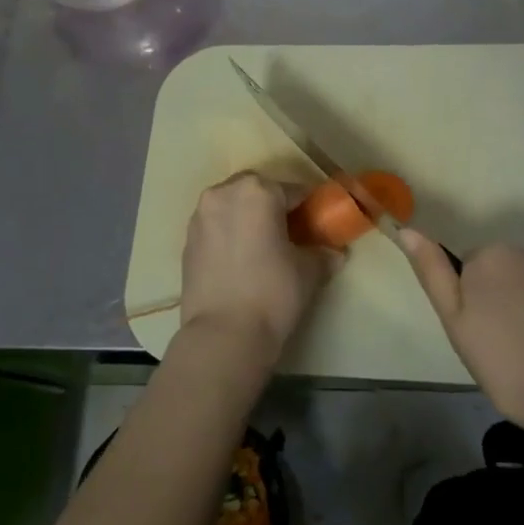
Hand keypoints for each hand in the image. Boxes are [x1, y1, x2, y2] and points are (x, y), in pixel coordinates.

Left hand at [180, 173, 330, 370]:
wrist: (223, 334)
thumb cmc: (272, 292)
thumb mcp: (308, 272)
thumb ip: (323, 254)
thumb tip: (336, 253)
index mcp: (258, 191)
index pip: (293, 190)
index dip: (308, 207)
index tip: (316, 224)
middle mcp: (224, 193)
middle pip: (256, 190)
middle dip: (273, 205)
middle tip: (288, 232)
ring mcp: (201, 215)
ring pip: (232, 205)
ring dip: (247, 216)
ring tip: (262, 246)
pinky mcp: (187, 239)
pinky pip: (215, 225)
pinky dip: (229, 232)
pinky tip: (240, 259)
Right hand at [399, 233, 523, 443]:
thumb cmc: (512, 362)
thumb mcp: (457, 322)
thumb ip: (433, 273)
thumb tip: (407, 230)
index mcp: (488, 255)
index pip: (459, 274)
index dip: (463, 311)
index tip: (477, 342)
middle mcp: (521, 254)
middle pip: (488, 281)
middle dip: (488, 312)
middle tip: (496, 356)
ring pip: (515, 296)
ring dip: (514, 322)